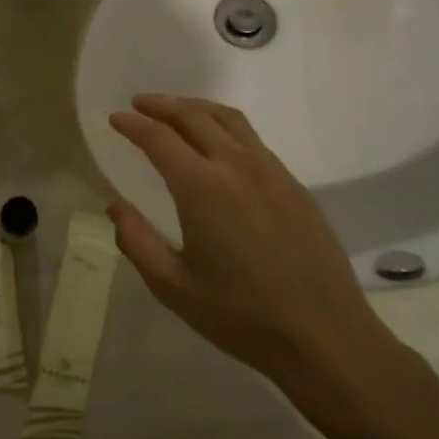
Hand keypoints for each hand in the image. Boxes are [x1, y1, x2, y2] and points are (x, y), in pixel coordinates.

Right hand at [107, 94, 414, 420]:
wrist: (324, 335)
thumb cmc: (240, 315)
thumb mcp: (173, 286)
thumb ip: (136, 241)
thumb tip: (114, 206)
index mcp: (202, 188)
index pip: (159, 138)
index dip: (133, 125)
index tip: (115, 119)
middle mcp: (237, 166)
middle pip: (195, 116)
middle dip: (163, 105)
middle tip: (140, 103)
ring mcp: (272, 172)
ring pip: (229, 120)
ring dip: (197, 108)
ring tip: (177, 111)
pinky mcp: (295, 186)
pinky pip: (253, 140)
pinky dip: (226, 127)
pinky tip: (219, 144)